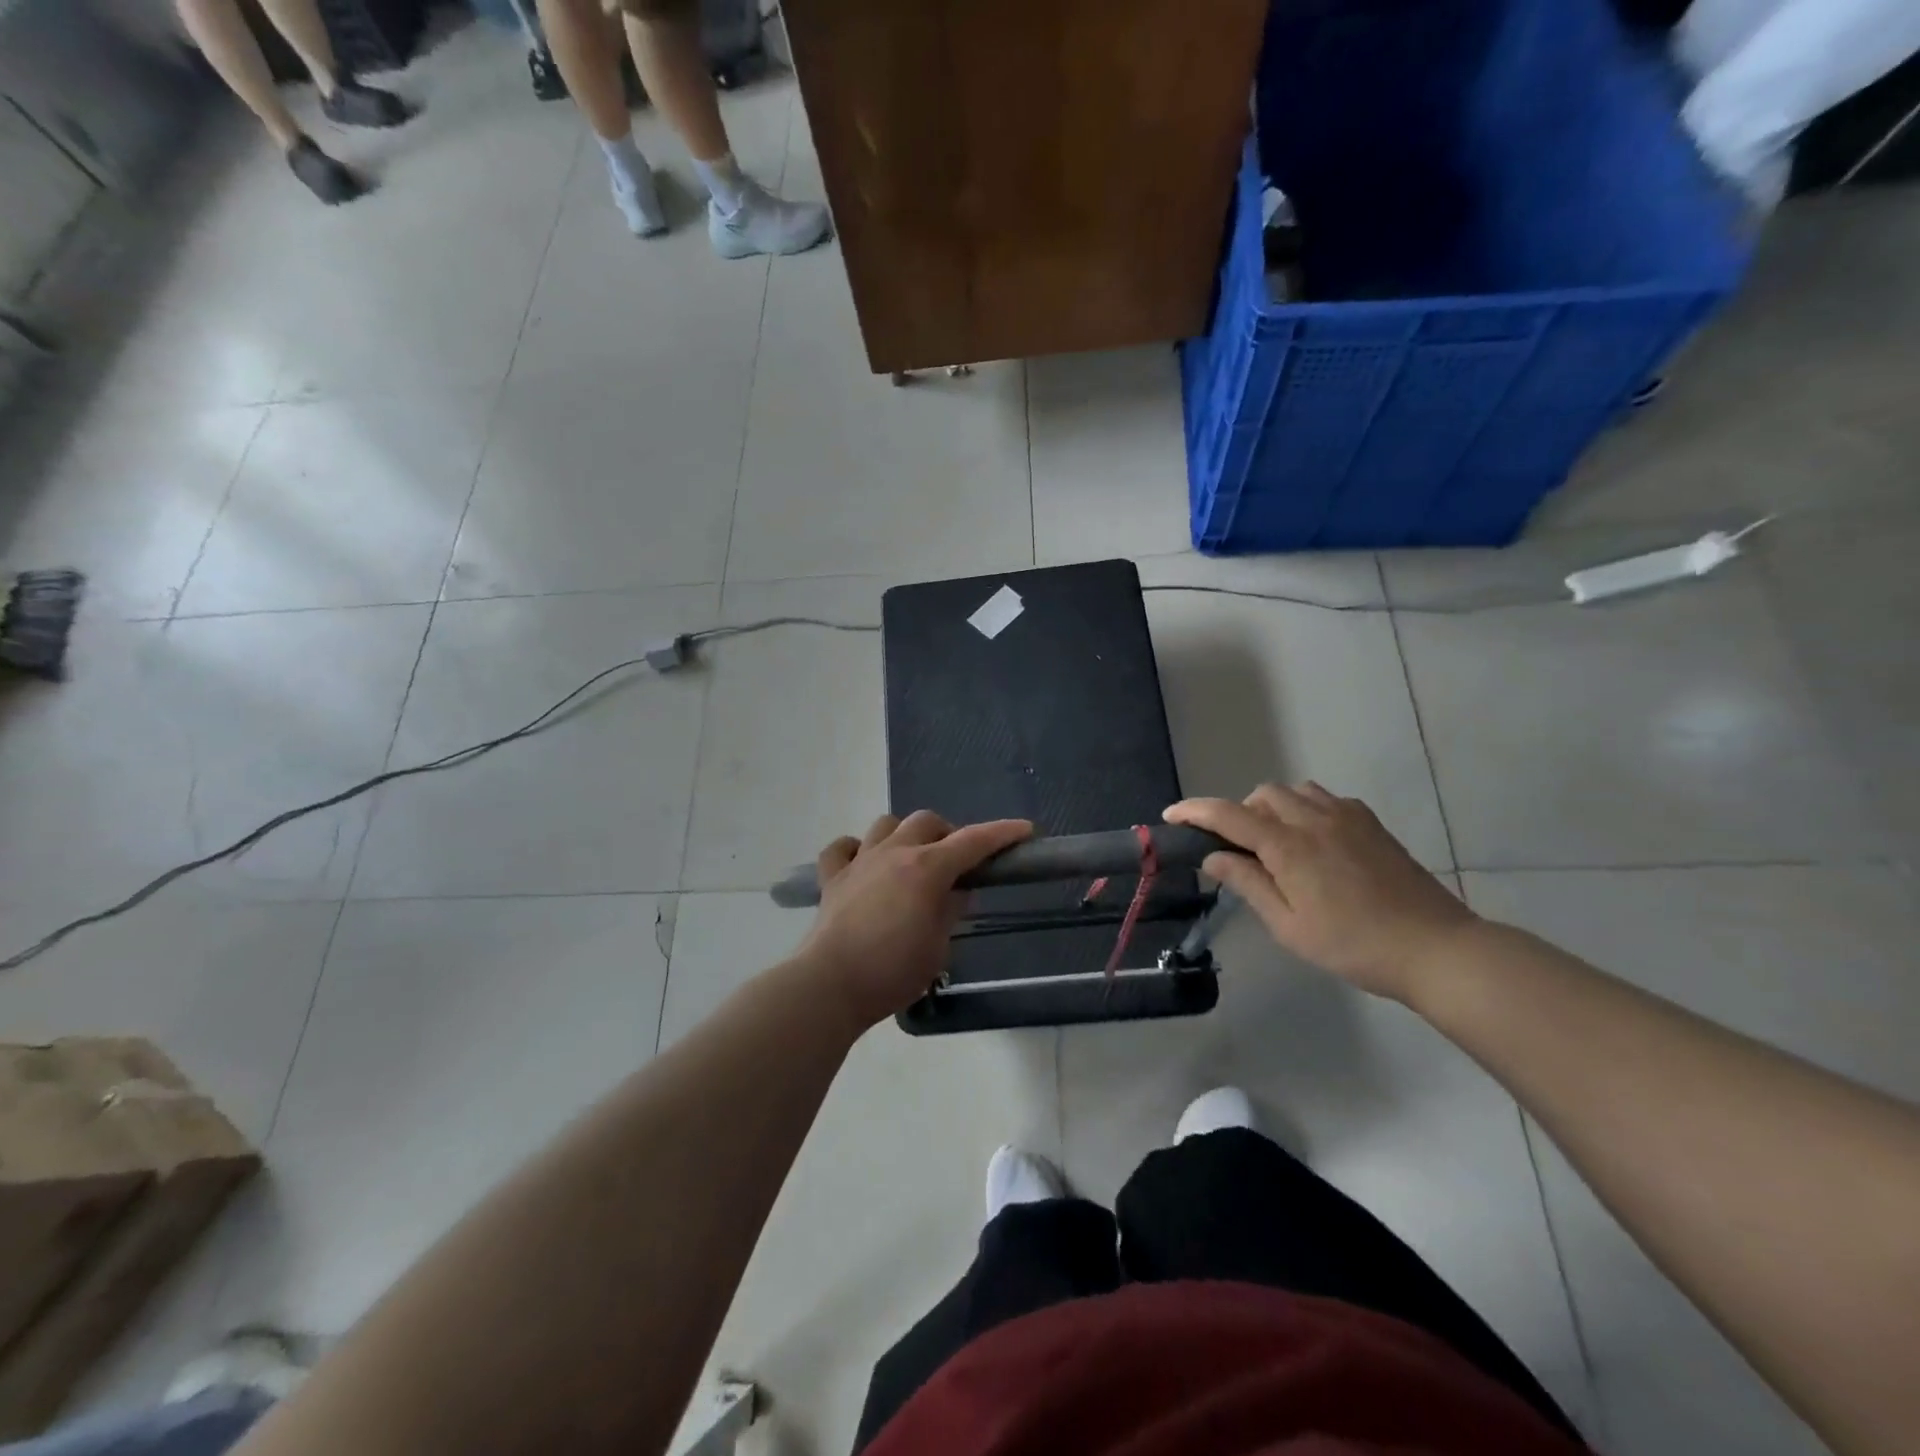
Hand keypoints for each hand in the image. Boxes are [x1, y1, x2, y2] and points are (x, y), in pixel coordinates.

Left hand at [797, 810, 1033, 1029]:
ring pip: (886, 825)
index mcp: (927, 869)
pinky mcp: (832, 878)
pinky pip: (842, 848)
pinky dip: (855, 849)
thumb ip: (950, 911)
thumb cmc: (893, 971)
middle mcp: (894, 853)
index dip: (1001, 833)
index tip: (1024, 830)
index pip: (972, 841)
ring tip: (912, 858)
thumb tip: (958, 891)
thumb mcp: (938, 947)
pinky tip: (863, 863)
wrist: (831, 984)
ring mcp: (860, 862)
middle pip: (927, 822)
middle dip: (948, 833)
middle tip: (958, 861)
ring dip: (905, 834)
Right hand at [1165, 783, 1476, 1002]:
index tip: (1171, 816)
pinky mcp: (1371, 823)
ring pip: (1294, 792)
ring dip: (1273, 808)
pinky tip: (1314, 843)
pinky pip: (1325, 799)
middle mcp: (1314, 819)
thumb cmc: (1352, 945)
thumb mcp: (1288, 925)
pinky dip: (1305, 810)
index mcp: (1288, 845)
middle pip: (1261, 795)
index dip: (1194, 812)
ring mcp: (1347, 817)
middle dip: (1239, 813)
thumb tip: (1212, 857)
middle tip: (1238, 851)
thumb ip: (1248, 884)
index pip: (1228, 815)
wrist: (1434, 948)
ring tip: (1276, 845)